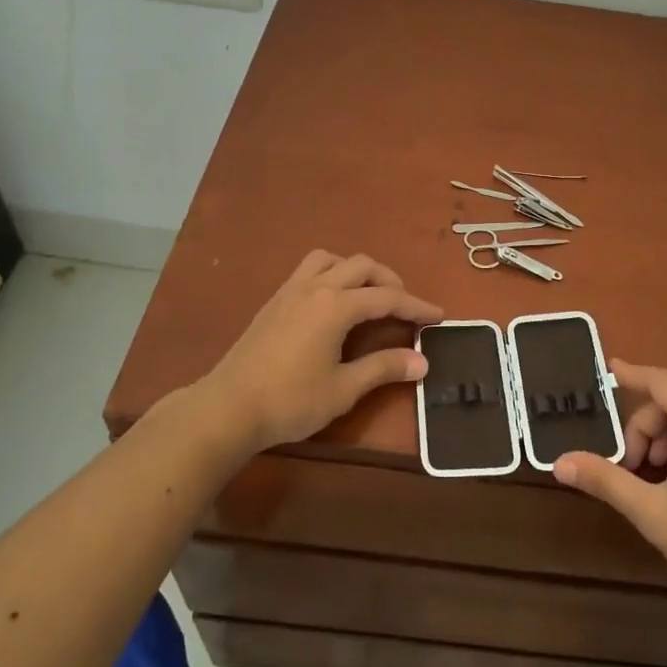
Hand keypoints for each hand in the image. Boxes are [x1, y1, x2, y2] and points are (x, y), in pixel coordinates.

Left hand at [196, 251, 442, 452]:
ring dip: (356, 270)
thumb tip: (422, 361)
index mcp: (336, 306)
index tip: (438, 316)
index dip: (416, 306)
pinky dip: (332, 275)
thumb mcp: (344, 388)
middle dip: (389, 281)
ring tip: (367, 296)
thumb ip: (383, 368)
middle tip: (404, 307)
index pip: (387, 298)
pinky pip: (309, 270)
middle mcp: (315, 287)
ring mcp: (290, 291)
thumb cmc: (290, 400)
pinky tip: (332, 304)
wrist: (228, 406)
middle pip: (362, 266)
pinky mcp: (274, 301)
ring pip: (331, 259)